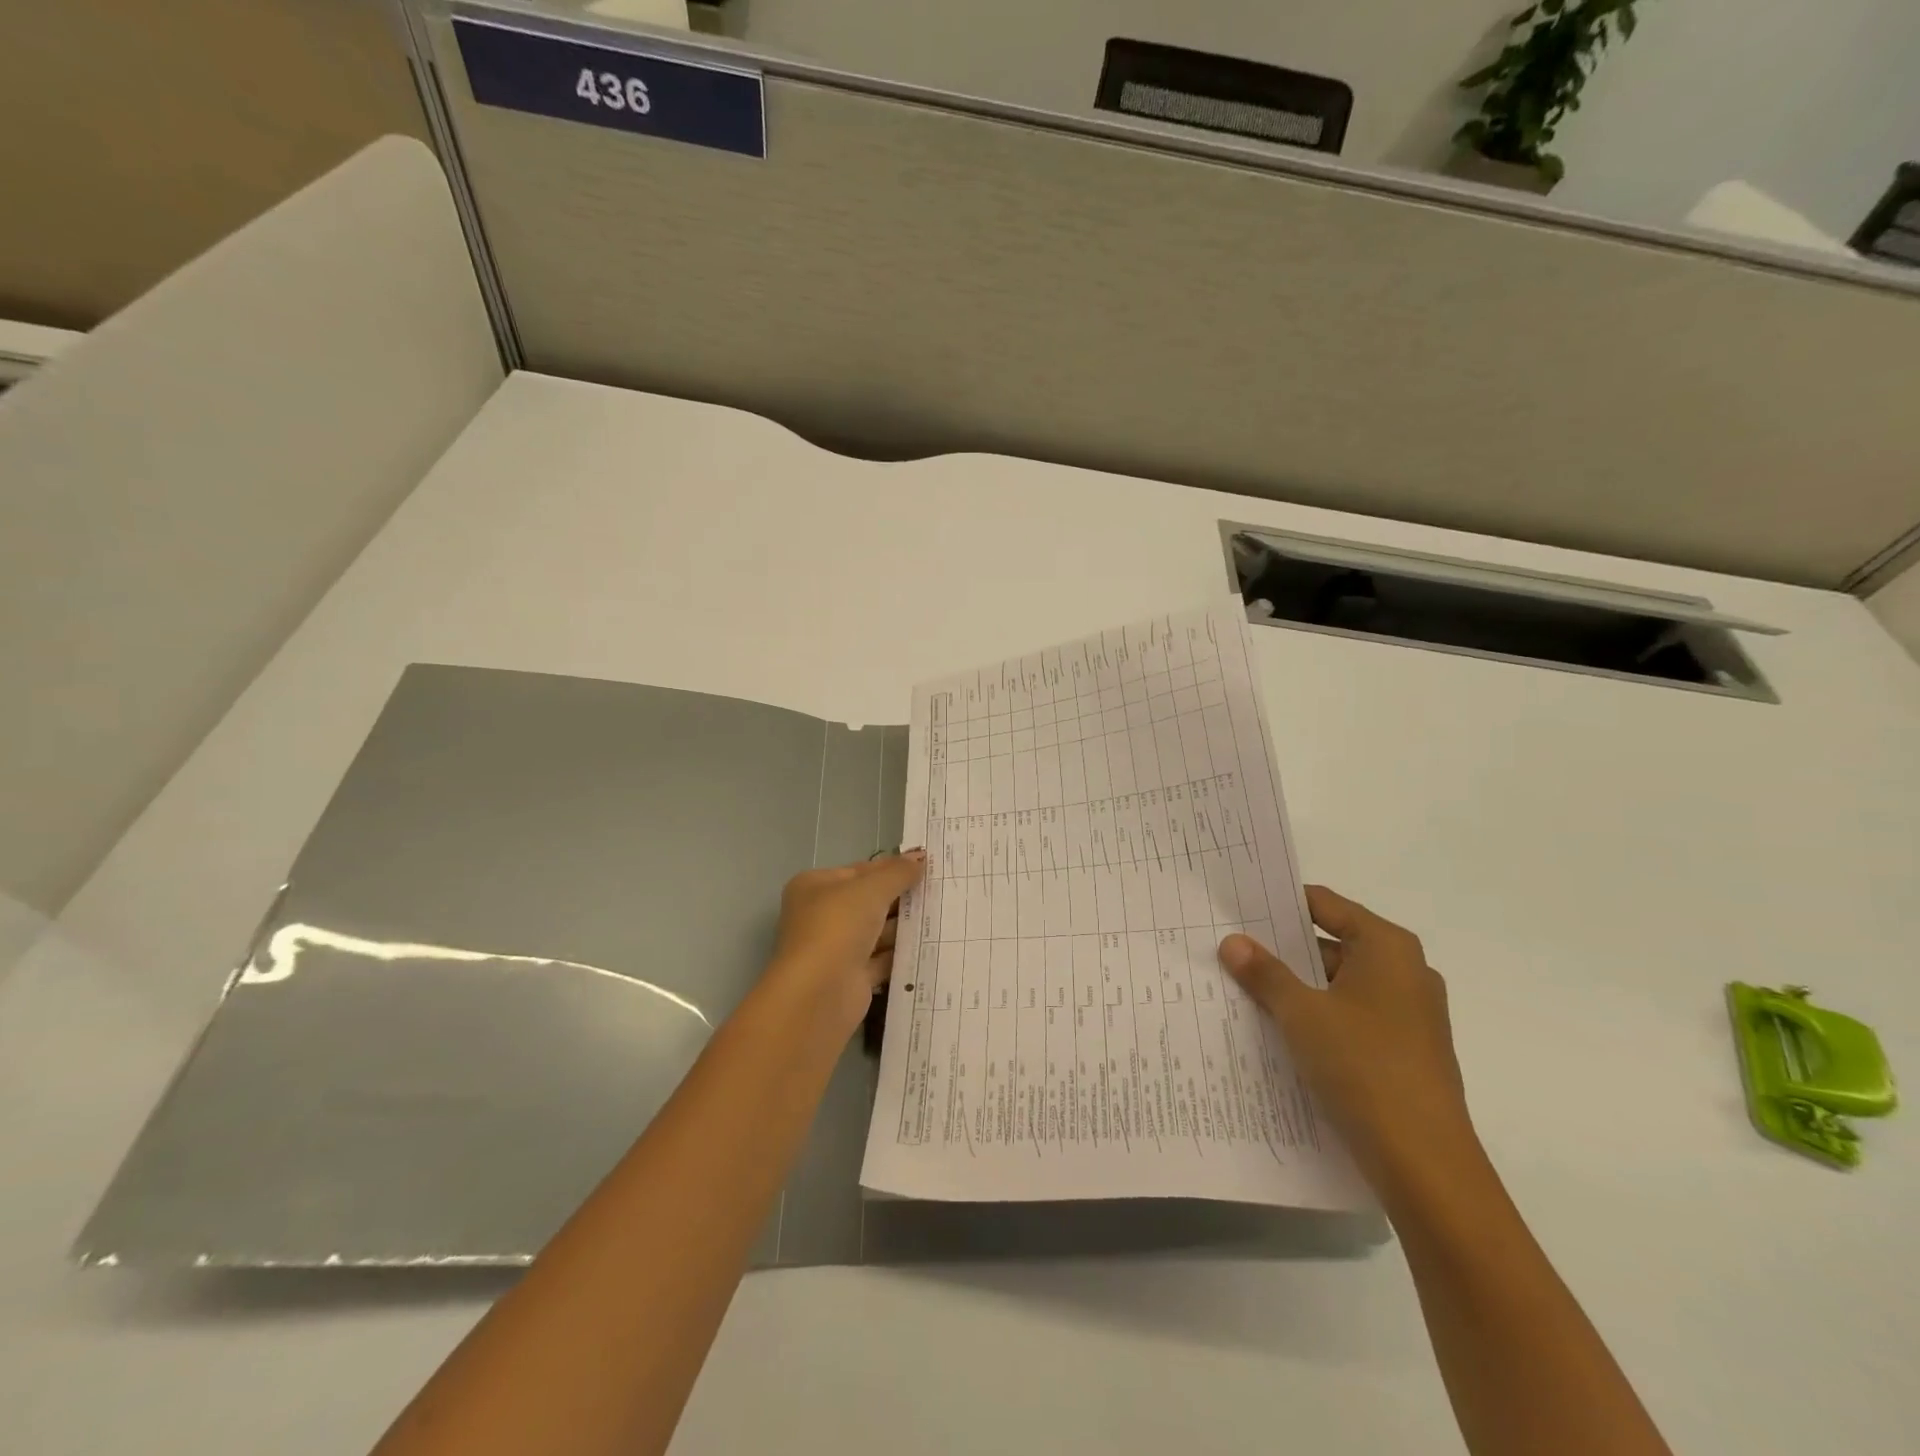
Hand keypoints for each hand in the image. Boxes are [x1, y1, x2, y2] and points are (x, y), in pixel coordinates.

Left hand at [767, 851, 925, 1029]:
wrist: (820, 993)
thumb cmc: (839, 926)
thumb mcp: (871, 889)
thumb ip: (898, 873)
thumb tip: (920, 857)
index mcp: (815, 886)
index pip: (860, 870)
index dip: (892, 867)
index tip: (926, 865)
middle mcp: (821, 915)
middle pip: (869, 901)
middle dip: (901, 897)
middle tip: (940, 889)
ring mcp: (836, 948)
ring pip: (876, 931)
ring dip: (904, 925)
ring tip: (943, 914)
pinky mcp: (851, 977)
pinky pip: (882, 959)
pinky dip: (901, 953)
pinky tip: (930, 945)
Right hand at [1219, 886, 1475, 1192]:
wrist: (1425, 1163)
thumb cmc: (1363, 1066)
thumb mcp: (1301, 1013)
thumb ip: (1265, 973)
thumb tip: (1233, 942)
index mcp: (1387, 947)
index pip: (1325, 905)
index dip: (1281, 904)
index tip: (1239, 906)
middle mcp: (1405, 972)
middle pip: (1332, 944)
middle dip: (1282, 949)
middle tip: (1231, 948)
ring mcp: (1409, 1014)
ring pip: (1339, 984)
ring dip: (1297, 987)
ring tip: (1244, 989)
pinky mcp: (1405, 1051)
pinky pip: (1351, 1017)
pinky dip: (1318, 1017)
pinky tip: (1278, 1030)